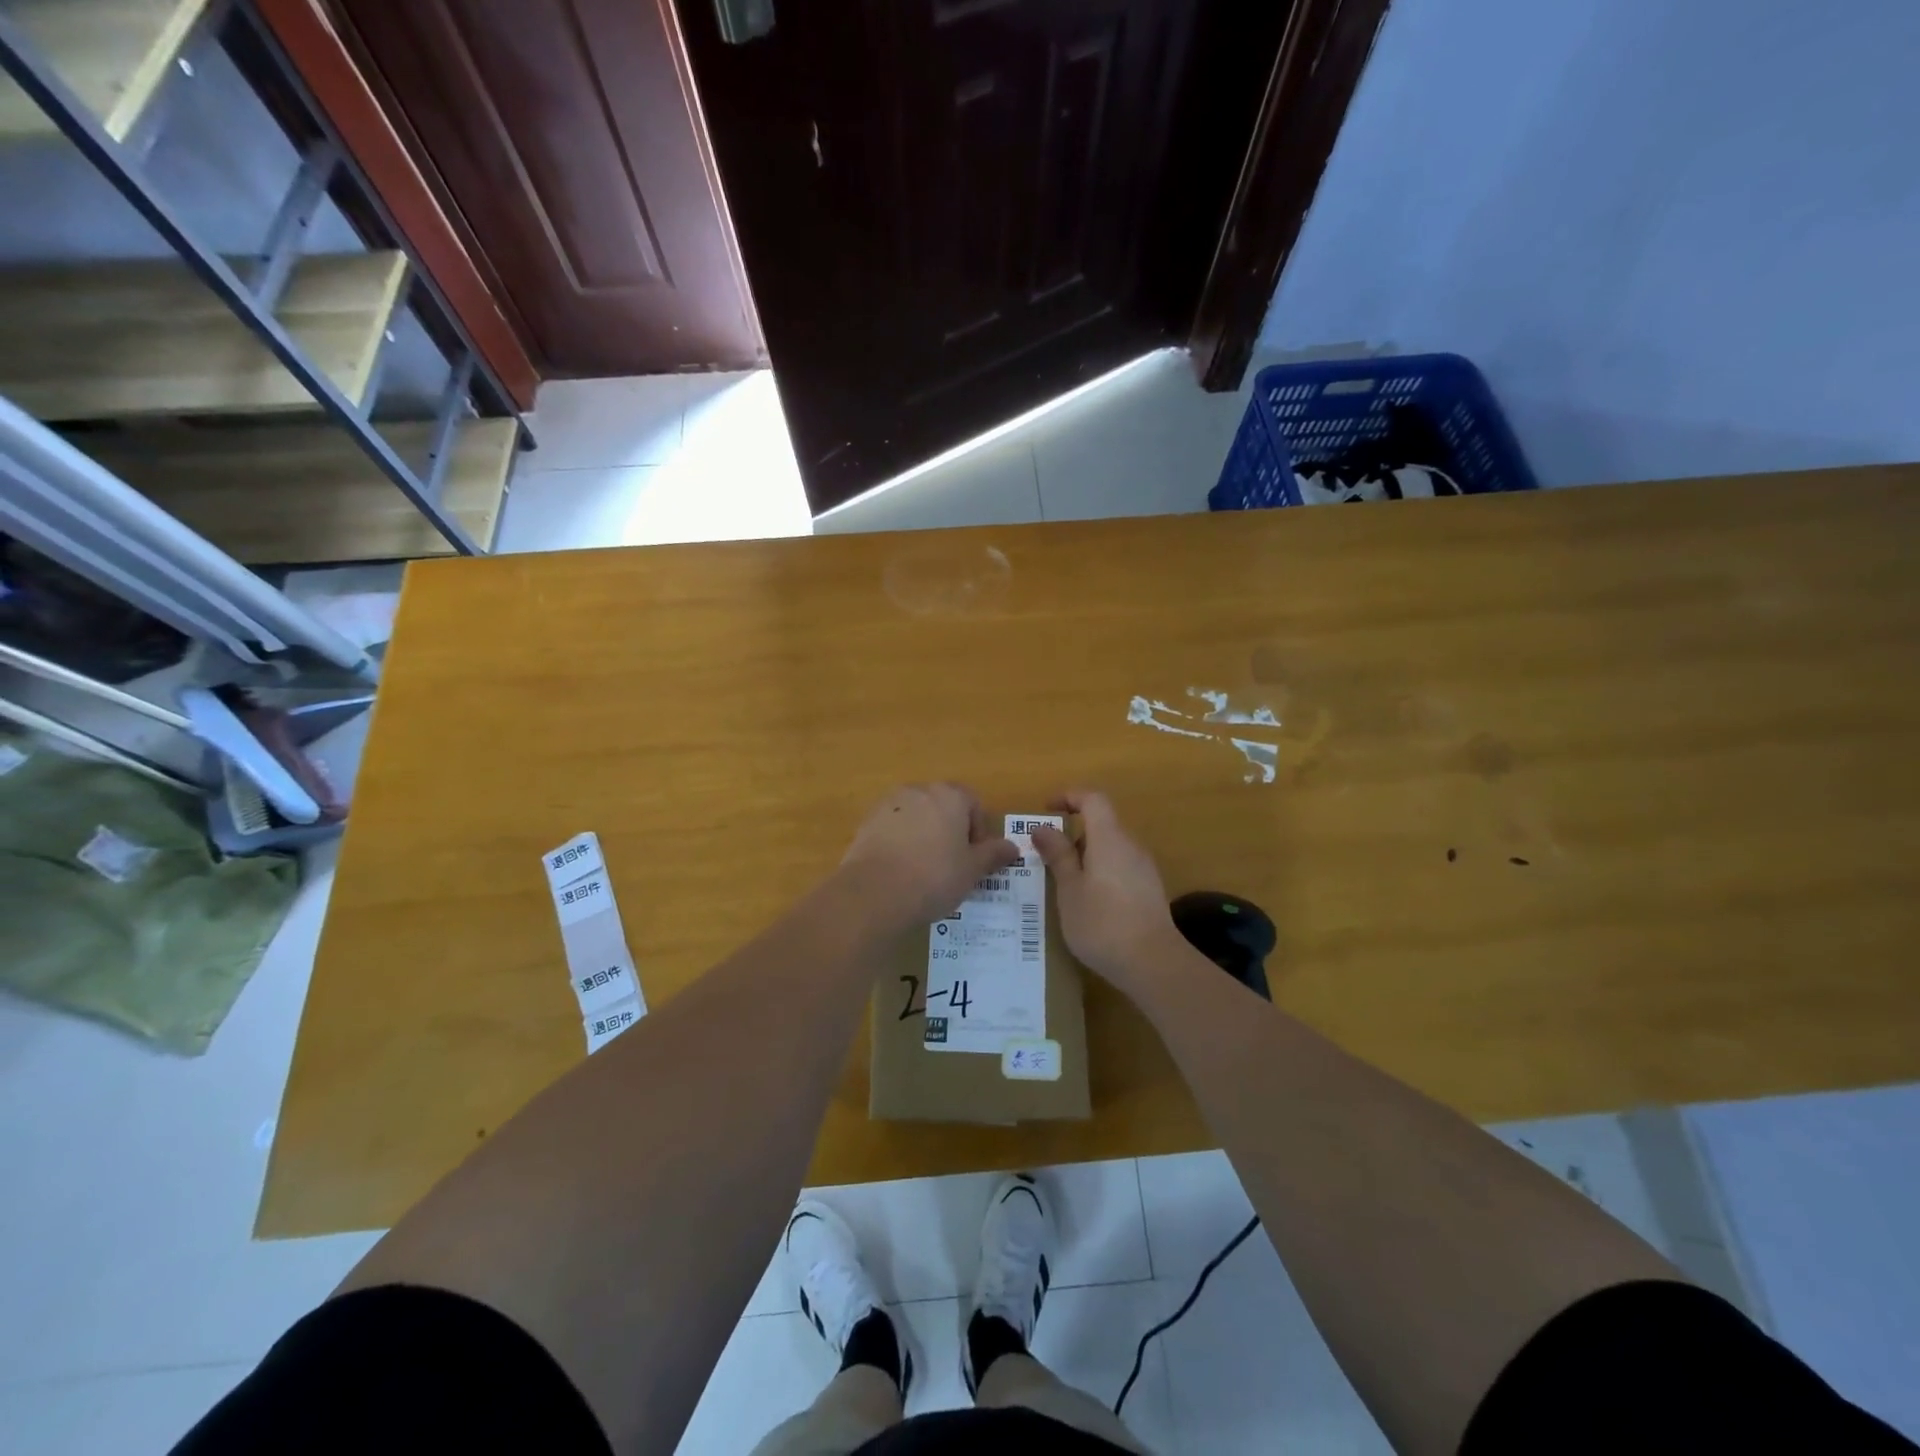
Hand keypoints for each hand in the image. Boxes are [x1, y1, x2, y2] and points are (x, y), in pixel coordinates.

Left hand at [840, 783, 1018, 932]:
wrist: (875, 892)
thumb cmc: (934, 877)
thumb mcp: (972, 870)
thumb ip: (993, 854)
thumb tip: (1012, 847)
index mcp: (950, 796)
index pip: (973, 803)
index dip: (978, 831)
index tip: (974, 858)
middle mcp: (919, 791)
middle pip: (943, 806)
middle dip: (950, 830)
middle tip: (952, 864)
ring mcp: (889, 804)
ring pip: (916, 816)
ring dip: (924, 835)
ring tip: (924, 869)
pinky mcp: (867, 822)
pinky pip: (893, 828)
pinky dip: (900, 842)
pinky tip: (900, 871)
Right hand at [1029, 790, 1186, 992]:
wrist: (1153, 964)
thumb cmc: (1102, 923)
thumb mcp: (1069, 889)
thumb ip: (1057, 855)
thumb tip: (1042, 827)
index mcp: (1109, 838)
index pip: (1093, 800)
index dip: (1069, 797)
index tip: (1046, 809)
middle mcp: (1130, 846)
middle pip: (1101, 825)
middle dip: (1072, 835)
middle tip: (1046, 858)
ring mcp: (1144, 869)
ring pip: (1110, 849)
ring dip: (1085, 857)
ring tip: (1062, 885)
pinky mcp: (1149, 891)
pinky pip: (1119, 868)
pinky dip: (1099, 874)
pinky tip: (1086, 903)